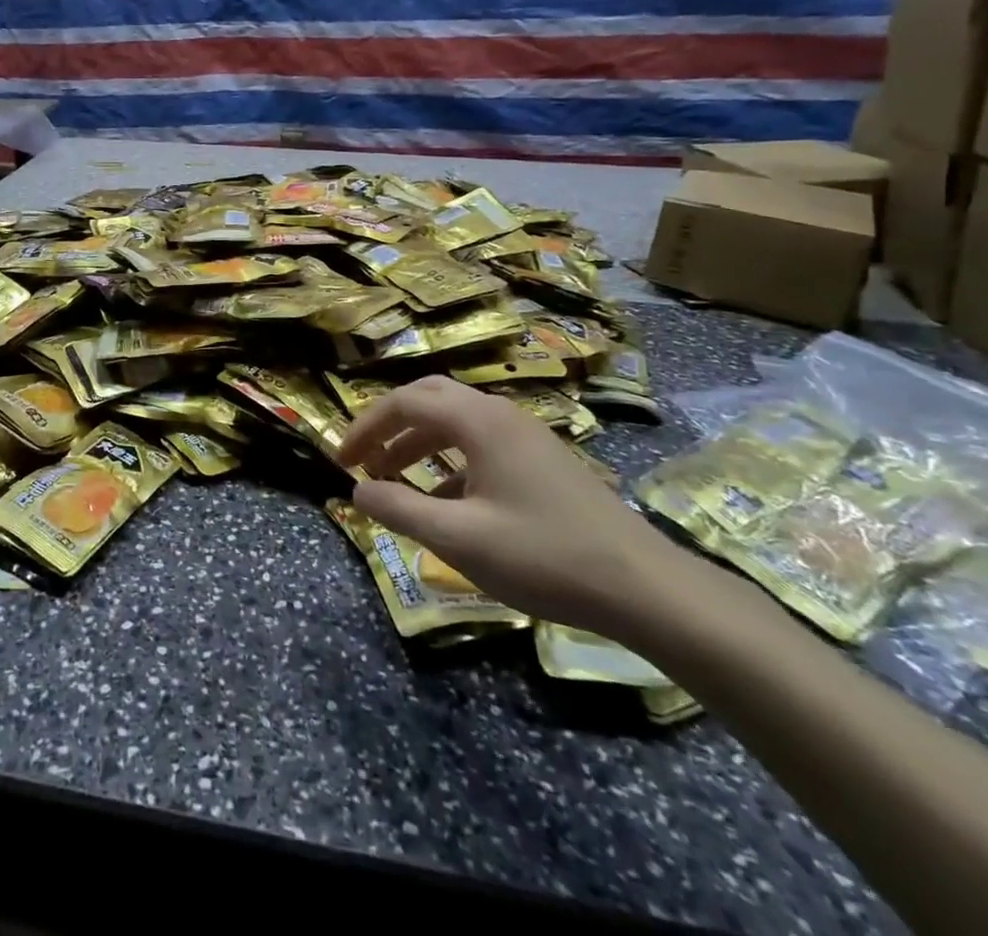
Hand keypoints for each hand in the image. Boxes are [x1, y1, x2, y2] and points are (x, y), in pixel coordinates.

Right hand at [339, 377, 693, 639]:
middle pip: (430, 399)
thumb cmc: (545, 557)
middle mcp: (501, 415)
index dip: (366, 427)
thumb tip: (357, 492)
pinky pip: (481, 444)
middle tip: (364, 459)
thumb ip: (400, 510)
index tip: (342, 460)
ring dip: (418, 443)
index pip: (405, 402)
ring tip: (394, 480)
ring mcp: (526, 435)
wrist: (646, 588)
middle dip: (390, 426)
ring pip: (456, 422)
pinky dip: (449, 462)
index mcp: (479, 421)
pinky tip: (444, 502)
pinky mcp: (542, 460)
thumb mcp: (460, 539)